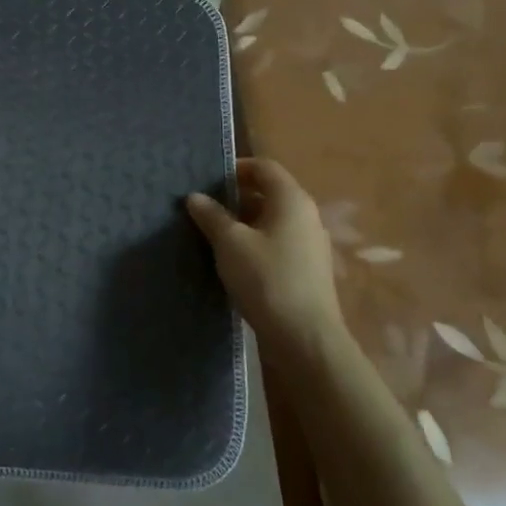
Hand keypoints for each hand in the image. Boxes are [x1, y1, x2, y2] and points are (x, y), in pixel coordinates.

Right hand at [186, 157, 347, 364]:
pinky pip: (277, 243)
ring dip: (243, 222)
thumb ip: (211, 216)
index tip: (208, 181)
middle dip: (236, 197)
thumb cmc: (266, 279)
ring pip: (272, 220)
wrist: (305, 338)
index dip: (236, 168)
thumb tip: (195, 197)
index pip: (264, 167)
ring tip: (212, 235)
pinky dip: (255, 243)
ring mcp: (310, 244)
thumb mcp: (230, 243)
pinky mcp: (307, 269)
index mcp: (292, 200)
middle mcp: (306, 215)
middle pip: (269, 193)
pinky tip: (233, 261)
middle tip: (204, 208)